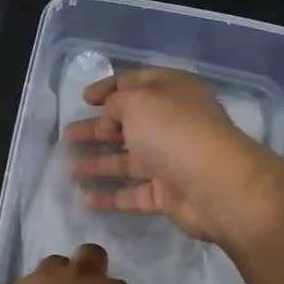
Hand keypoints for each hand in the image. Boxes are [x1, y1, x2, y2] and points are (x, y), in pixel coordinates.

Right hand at [63, 67, 283, 243]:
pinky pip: (134, 194)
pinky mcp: (168, 195)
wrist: (216, 185)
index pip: (136, 83)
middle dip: (97, 128)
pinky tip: (86, 200)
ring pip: (128, 160)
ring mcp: (171, 160)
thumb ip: (115, 104)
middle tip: (67, 135)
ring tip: (69, 167)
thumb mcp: (138, 102)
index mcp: (171, 91)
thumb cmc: (174, 131)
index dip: (109, 87)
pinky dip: (111, 196)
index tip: (84, 98)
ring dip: (99, 163)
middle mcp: (172, 123)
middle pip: (129, 123)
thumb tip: (109, 118)